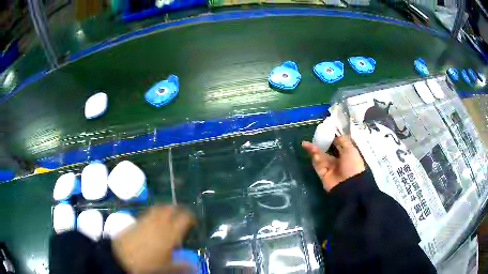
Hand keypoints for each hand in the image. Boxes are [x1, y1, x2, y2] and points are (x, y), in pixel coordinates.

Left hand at [112, 205, 195, 273]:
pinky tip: (154, 222)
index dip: (190, 217)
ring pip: (159, 207)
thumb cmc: (147, 263)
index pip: (184, 218)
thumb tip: (194, 265)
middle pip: (170, 208)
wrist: (121, 257)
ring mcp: (146, 219)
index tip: (194, 221)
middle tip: (182, 215)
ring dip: (165, 209)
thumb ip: (182, 265)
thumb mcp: (167, 267)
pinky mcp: (136, 220)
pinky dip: (154, 213)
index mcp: (170, 233)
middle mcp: (159, 222)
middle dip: (177, 209)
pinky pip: (149, 212)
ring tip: (168, 216)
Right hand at [302, 135, 364, 191]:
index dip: (331, 138)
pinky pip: (318, 165)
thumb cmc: (353, 165)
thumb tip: (336, 133)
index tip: (324, 130)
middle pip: (326, 151)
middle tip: (312, 137)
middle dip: (320, 144)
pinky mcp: (323, 174)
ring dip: (314, 150)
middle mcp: (338, 161)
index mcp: (346, 155)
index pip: (338, 145)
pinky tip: (312, 153)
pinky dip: (315, 159)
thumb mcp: (350, 149)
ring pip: (320, 157)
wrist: (349, 185)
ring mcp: (330, 168)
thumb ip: (343, 141)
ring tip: (306, 144)